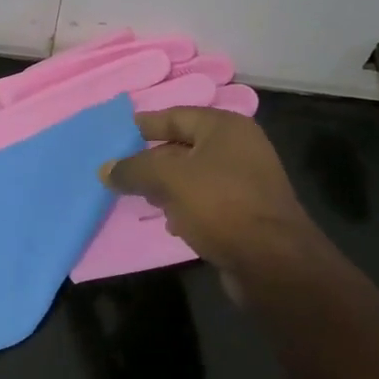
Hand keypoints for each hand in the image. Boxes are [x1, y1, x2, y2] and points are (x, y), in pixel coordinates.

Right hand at [99, 109, 335, 302]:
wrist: (273, 262)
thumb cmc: (220, 205)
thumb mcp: (169, 180)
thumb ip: (134, 169)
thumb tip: (105, 169)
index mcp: (225, 127)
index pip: (175, 116)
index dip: (143, 125)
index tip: (114, 136)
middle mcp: (239, 147)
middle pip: (183, 146)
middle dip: (151, 160)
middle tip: (120, 171)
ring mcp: (245, 181)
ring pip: (193, 176)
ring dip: (166, 186)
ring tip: (139, 197)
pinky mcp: (245, 211)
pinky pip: (205, 200)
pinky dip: (185, 207)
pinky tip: (169, 222)